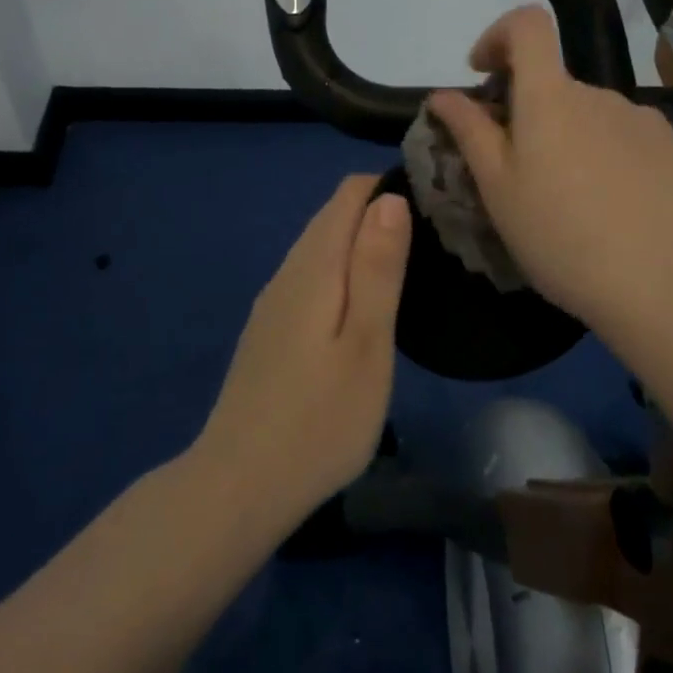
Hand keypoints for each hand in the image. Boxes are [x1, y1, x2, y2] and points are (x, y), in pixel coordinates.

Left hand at [196, 176, 410, 528]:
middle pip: (332, 216)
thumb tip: (389, 199)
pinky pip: (310, 277)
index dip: (389, 187)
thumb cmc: (320, 420)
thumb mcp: (366, 344)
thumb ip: (377, 268)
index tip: (432, 206)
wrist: (239, 486)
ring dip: (361, 243)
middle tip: (433, 238)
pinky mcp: (270, 330)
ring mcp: (273, 302)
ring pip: (320, 247)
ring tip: (408, 266)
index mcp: (314, 266)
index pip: (349, 194)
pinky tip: (363, 304)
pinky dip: (342, 272)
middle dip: (379, 211)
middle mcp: (288, 272)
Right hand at [427, 6, 672, 336]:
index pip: (527, 24)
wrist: (660, 285)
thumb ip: (469, 131)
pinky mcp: (670, 145)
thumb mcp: (498, 189)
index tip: (484, 76)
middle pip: (553, 84)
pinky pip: (622, 133)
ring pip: (587, 114)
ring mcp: (640, 117)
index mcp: (550, 97)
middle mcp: (597, 93)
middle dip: (528, 114)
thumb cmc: (560, 237)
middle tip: (520, 174)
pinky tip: (610, 204)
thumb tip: (443, 94)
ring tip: (570, 200)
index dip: (499, 35)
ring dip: (568, 138)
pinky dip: (604, 153)